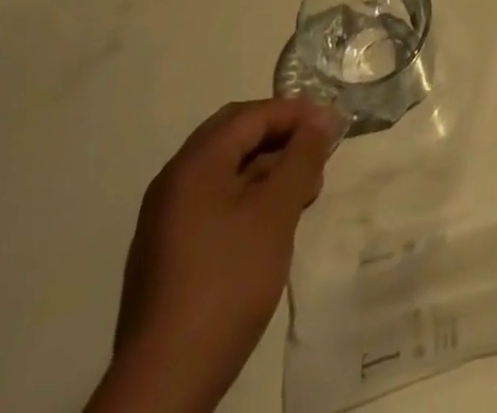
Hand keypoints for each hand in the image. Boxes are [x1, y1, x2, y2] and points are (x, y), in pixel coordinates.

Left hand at [88, 98, 337, 412]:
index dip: (294, 112)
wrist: (164, 384)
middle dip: (280, 137)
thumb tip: (321, 118)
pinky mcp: (168, 252)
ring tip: (304, 192)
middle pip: (234, 136)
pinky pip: (214, 200)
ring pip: (225, 170)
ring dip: (267, 168)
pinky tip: (272, 222)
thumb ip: (301, 159)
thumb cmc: (227, 283)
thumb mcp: (276, 214)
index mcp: (194, 164)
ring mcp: (166, 218)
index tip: (332, 125)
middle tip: (317, 153)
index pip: (250, 115)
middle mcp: (174, 181)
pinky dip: (248, 196)